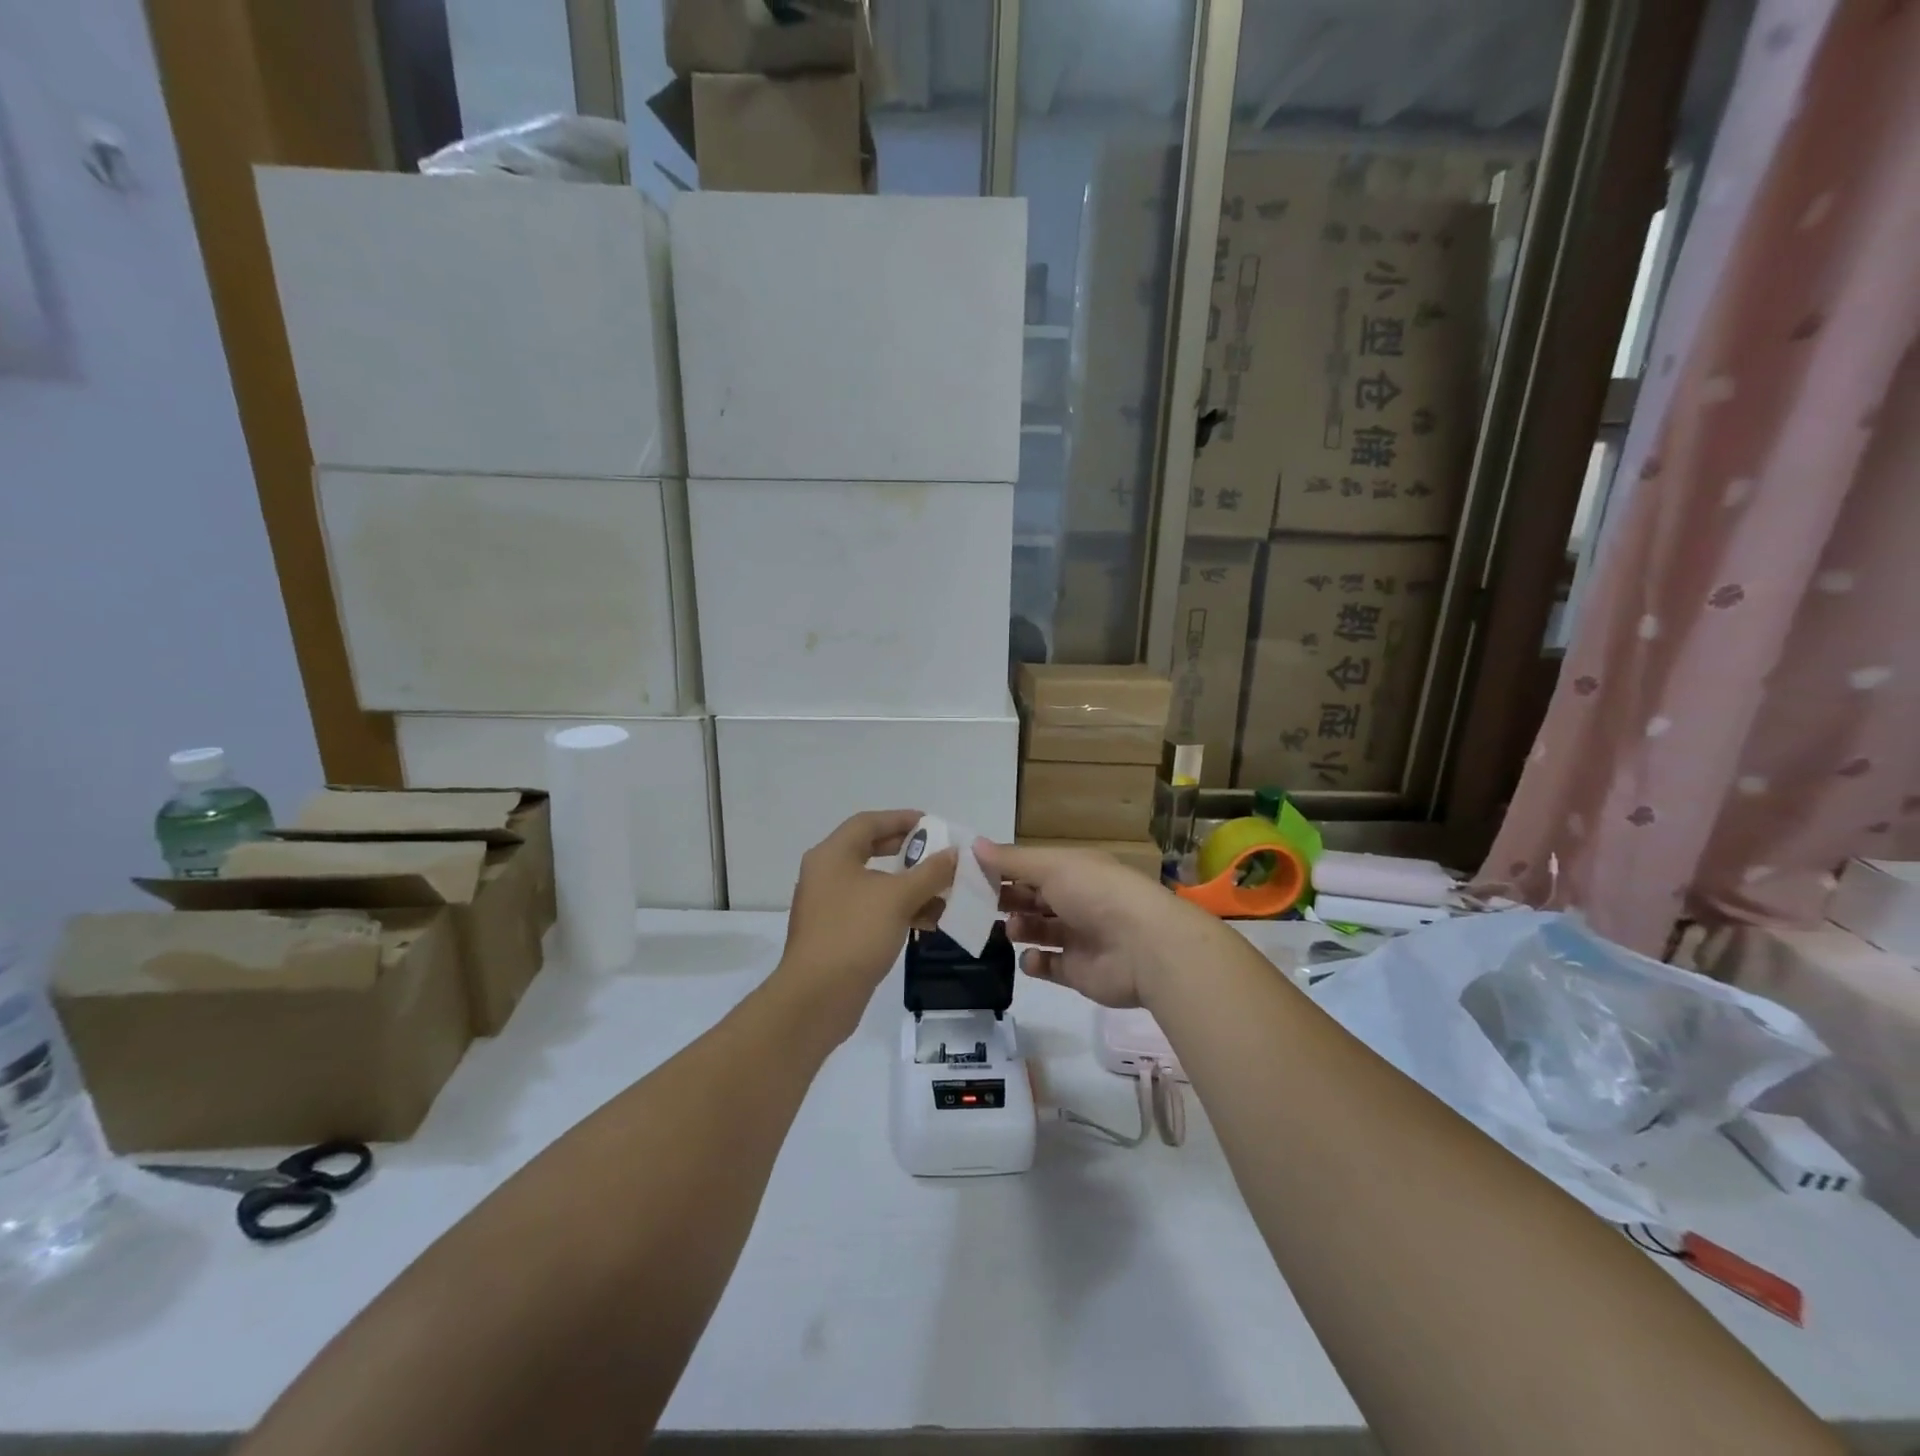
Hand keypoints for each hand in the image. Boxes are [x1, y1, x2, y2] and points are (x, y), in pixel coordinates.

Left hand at [777, 810, 956, 1039]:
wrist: (817, 998)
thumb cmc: (855, 934)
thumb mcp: (899, 898)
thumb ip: (930, 872)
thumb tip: (955, 852)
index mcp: (833, 855)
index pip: (868, 822)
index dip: (901, 819)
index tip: (933, 824)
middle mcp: (827, 874)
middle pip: (871, 851)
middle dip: (908, 852)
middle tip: (938, 853)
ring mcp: (830, 906)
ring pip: (875, 885)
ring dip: (910, 885)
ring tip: (945, 891)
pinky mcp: (837, 934)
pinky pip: (873, 911)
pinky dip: (900, 910)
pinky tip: (930, 921)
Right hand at [973, 840, 1213, 1008]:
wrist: (1144, 947)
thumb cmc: (1095, 894)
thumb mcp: (1051, 867)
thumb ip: (1011, 861)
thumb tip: (973, 844)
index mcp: (1073, 870)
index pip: (1031, 867)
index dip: (1003, 870)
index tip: (970, 874)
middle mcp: (1076, 900)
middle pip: (1033, 899)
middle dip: (1007, 900)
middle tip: (977, 904)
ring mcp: (1078, 937)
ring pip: (1039, 931)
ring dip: (1019, 928)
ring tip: (1011, 929)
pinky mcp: (1078, 971)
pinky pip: (1049, 966)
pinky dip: (1035, 962)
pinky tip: (1030, 958)